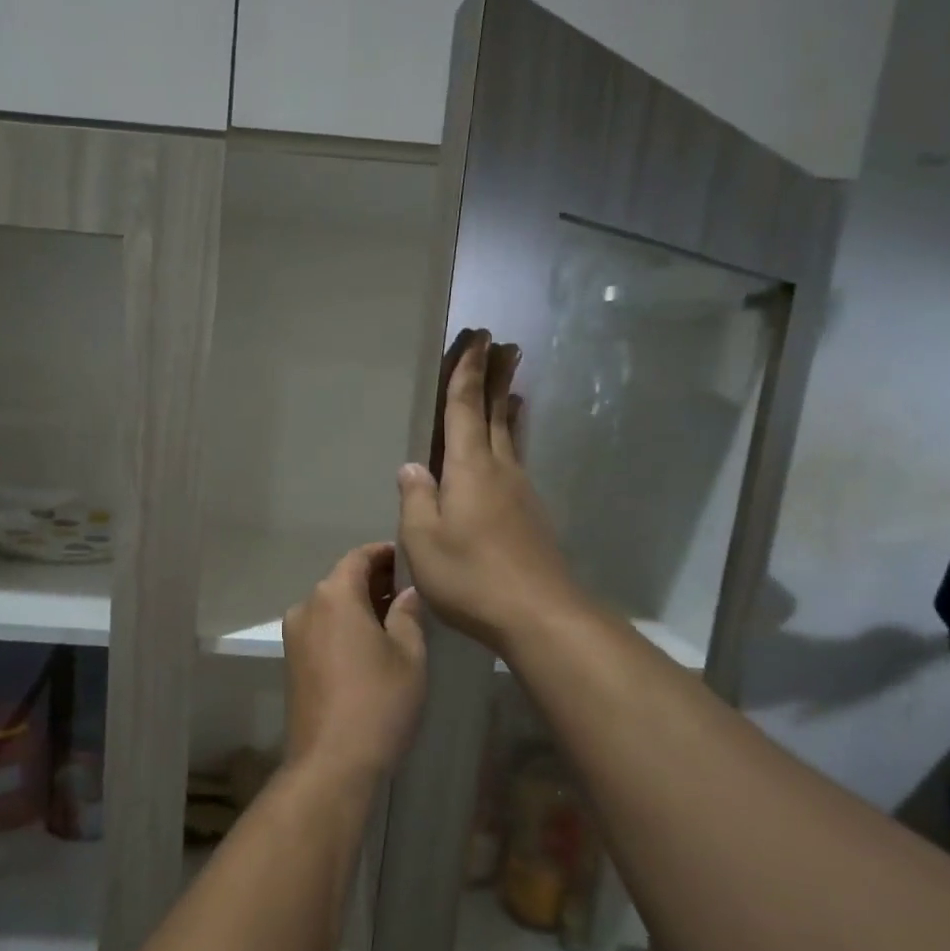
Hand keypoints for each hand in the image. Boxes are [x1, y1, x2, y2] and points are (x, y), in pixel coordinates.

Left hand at [281, 542, 426, 783]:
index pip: (359, 557)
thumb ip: (408, 614)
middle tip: (412, 590)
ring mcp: (294, 635)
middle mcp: (306, 606)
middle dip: (376, 580)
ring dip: (361, 605)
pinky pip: (323, 628)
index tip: (411, 561)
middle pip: (343, 580)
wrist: (331, 762)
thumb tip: (407, 592)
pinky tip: (373, 642)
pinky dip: (346, 625)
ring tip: (398, 617)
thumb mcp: (408, 655)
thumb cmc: (378, 702)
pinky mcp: (292, 661)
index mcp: (333, 595)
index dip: (386, 554)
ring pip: (332, 606)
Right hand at [397, 331, 580, 652]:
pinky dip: (512, 439)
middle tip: (504, 344)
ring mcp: (521, 492)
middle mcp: (499, 470)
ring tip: (512, 387)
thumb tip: (411, 467)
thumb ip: (416, 499)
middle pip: (496, 413)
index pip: (465, 408)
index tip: (478, 337)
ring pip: (511, 437)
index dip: (468, 372)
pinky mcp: (532, 515)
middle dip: (496, 377)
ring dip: (507, 406)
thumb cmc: (471, 575)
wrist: (538, 613)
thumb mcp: (424, 540)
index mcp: (469, 469)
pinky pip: (517, 461)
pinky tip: (509, 449)